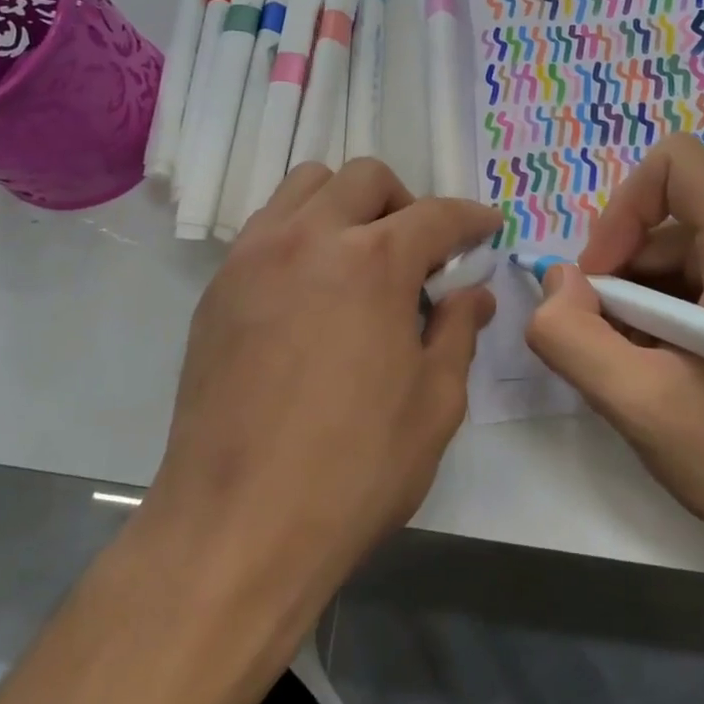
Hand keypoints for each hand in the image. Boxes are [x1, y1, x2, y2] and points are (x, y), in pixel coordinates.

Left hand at [150, 160, 499, 606]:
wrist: (237, 524)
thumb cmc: (354, 469)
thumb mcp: (434, 404)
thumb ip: (458, 332)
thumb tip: (473, 294)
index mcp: (374, 262)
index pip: (436, 215)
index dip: (470, 219)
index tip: (485, 228)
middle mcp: (310, 238)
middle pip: (365, 179)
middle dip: (405, 203)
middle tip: (419, 253)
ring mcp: (253, 257)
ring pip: (305, 186)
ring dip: (345, 205)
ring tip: (359, 258)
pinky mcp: (218, 286)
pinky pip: (266, 227)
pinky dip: (301, 232)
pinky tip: (311, 288)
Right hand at [524, 134, 703, 557]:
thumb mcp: (638, 404)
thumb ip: (570, 335)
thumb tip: (557, 282)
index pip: (674, 163)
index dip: (621, 209)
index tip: (601, 281)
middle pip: (668, 220)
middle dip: (621, 275)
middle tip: (611, 346)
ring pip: (679, 256)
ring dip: (639, 304)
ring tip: (640, 371)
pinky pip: (702, 283)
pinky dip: (666, 318)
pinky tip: (666, 375)